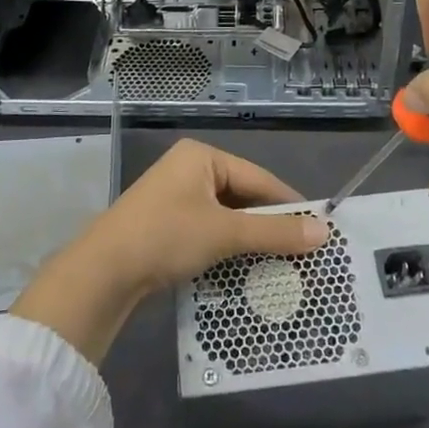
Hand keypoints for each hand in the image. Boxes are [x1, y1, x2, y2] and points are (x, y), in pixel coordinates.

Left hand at [10, 140, 327, 363]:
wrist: (104, 271)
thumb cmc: (167, 236)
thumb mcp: (225, 232)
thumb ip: (275, 232)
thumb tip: (324, 231)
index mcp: (202, 156)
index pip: (258, 178)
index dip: (289, 204)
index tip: (320, 228)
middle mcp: (189, 169)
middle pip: (242, 195)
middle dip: (269, 225)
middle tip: (303, 251)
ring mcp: (174, 196)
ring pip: (225, 216)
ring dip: (249, 239)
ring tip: (281, 263)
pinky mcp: (165, 223)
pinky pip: (208, 229)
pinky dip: (226, 247)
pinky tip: (245, 268)